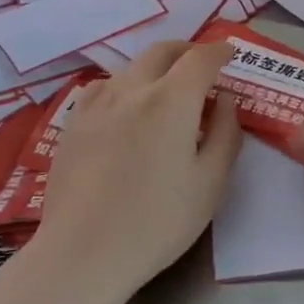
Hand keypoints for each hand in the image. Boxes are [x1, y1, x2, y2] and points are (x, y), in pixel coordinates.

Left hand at [31, 41, 241, 303]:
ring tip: (166, 91)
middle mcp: (132, 89)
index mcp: (171, 100)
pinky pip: (102, 88)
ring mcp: (97, 104)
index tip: (230, 54)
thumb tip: (225, 99)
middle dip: (187, 51)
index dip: (219, 51)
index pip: (200, 58)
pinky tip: (124, 109)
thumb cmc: (158, 221)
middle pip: (162, 51)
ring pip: (130, 67)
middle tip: (202, 66)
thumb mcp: (211, 183)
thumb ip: (225, 134)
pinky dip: (123, 86)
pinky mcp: (73, 123)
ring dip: (155, 68)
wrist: (84, 252)